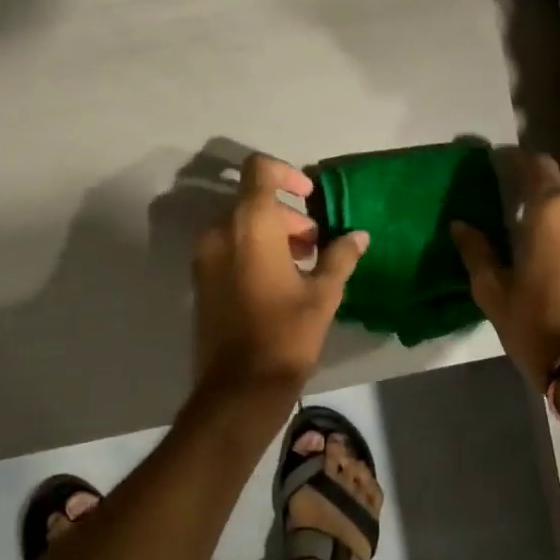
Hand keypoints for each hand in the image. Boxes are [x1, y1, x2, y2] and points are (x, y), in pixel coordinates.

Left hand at [191, 154, 368, 402]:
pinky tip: (279, 280)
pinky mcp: (200, 278)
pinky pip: (228, 245)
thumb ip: (340, 256)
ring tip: (302, 265)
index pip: (259, 169)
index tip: (310, 197)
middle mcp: (220, 231)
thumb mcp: (323, 294)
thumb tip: (359, 235)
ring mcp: (205, 255)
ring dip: (272, 232)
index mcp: (250, 224)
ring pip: (240, 224)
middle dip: (288, 215)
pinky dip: (253, 249)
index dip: (286, 173)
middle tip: (315, 244)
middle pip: (253, 200)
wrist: (238, 390)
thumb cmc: (286, 335)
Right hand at [451, 149, 559, 385]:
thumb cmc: (538, 324)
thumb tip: (461, 225)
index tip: (498, 162)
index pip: (537, 165)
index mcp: (552, 212)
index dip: (515, 159)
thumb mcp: (494, 291)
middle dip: (549, 172)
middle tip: (525, 186)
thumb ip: (477, 252)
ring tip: (547, 214)